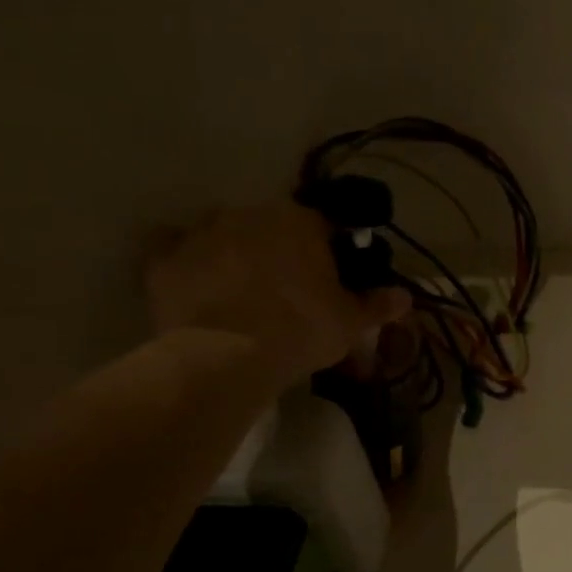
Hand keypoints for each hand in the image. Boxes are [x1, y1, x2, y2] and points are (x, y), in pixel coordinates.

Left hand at [143, 202, 410, 384]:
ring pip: (224, 232)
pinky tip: (197, 286)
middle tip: (285, 286)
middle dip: (278, 247)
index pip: (322, 223)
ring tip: (240, 289)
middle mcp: (249, 214)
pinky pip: (176, 251)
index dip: (328, 248)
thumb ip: (378, 305)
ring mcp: (202, 232)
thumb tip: (406, 296)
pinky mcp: (164, 259)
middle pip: (270, 224)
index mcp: (299, 221)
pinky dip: (187, 263)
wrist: (225, 357)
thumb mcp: (349, 323)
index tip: (329, 275)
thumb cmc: (298, 331)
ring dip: (233, 251)